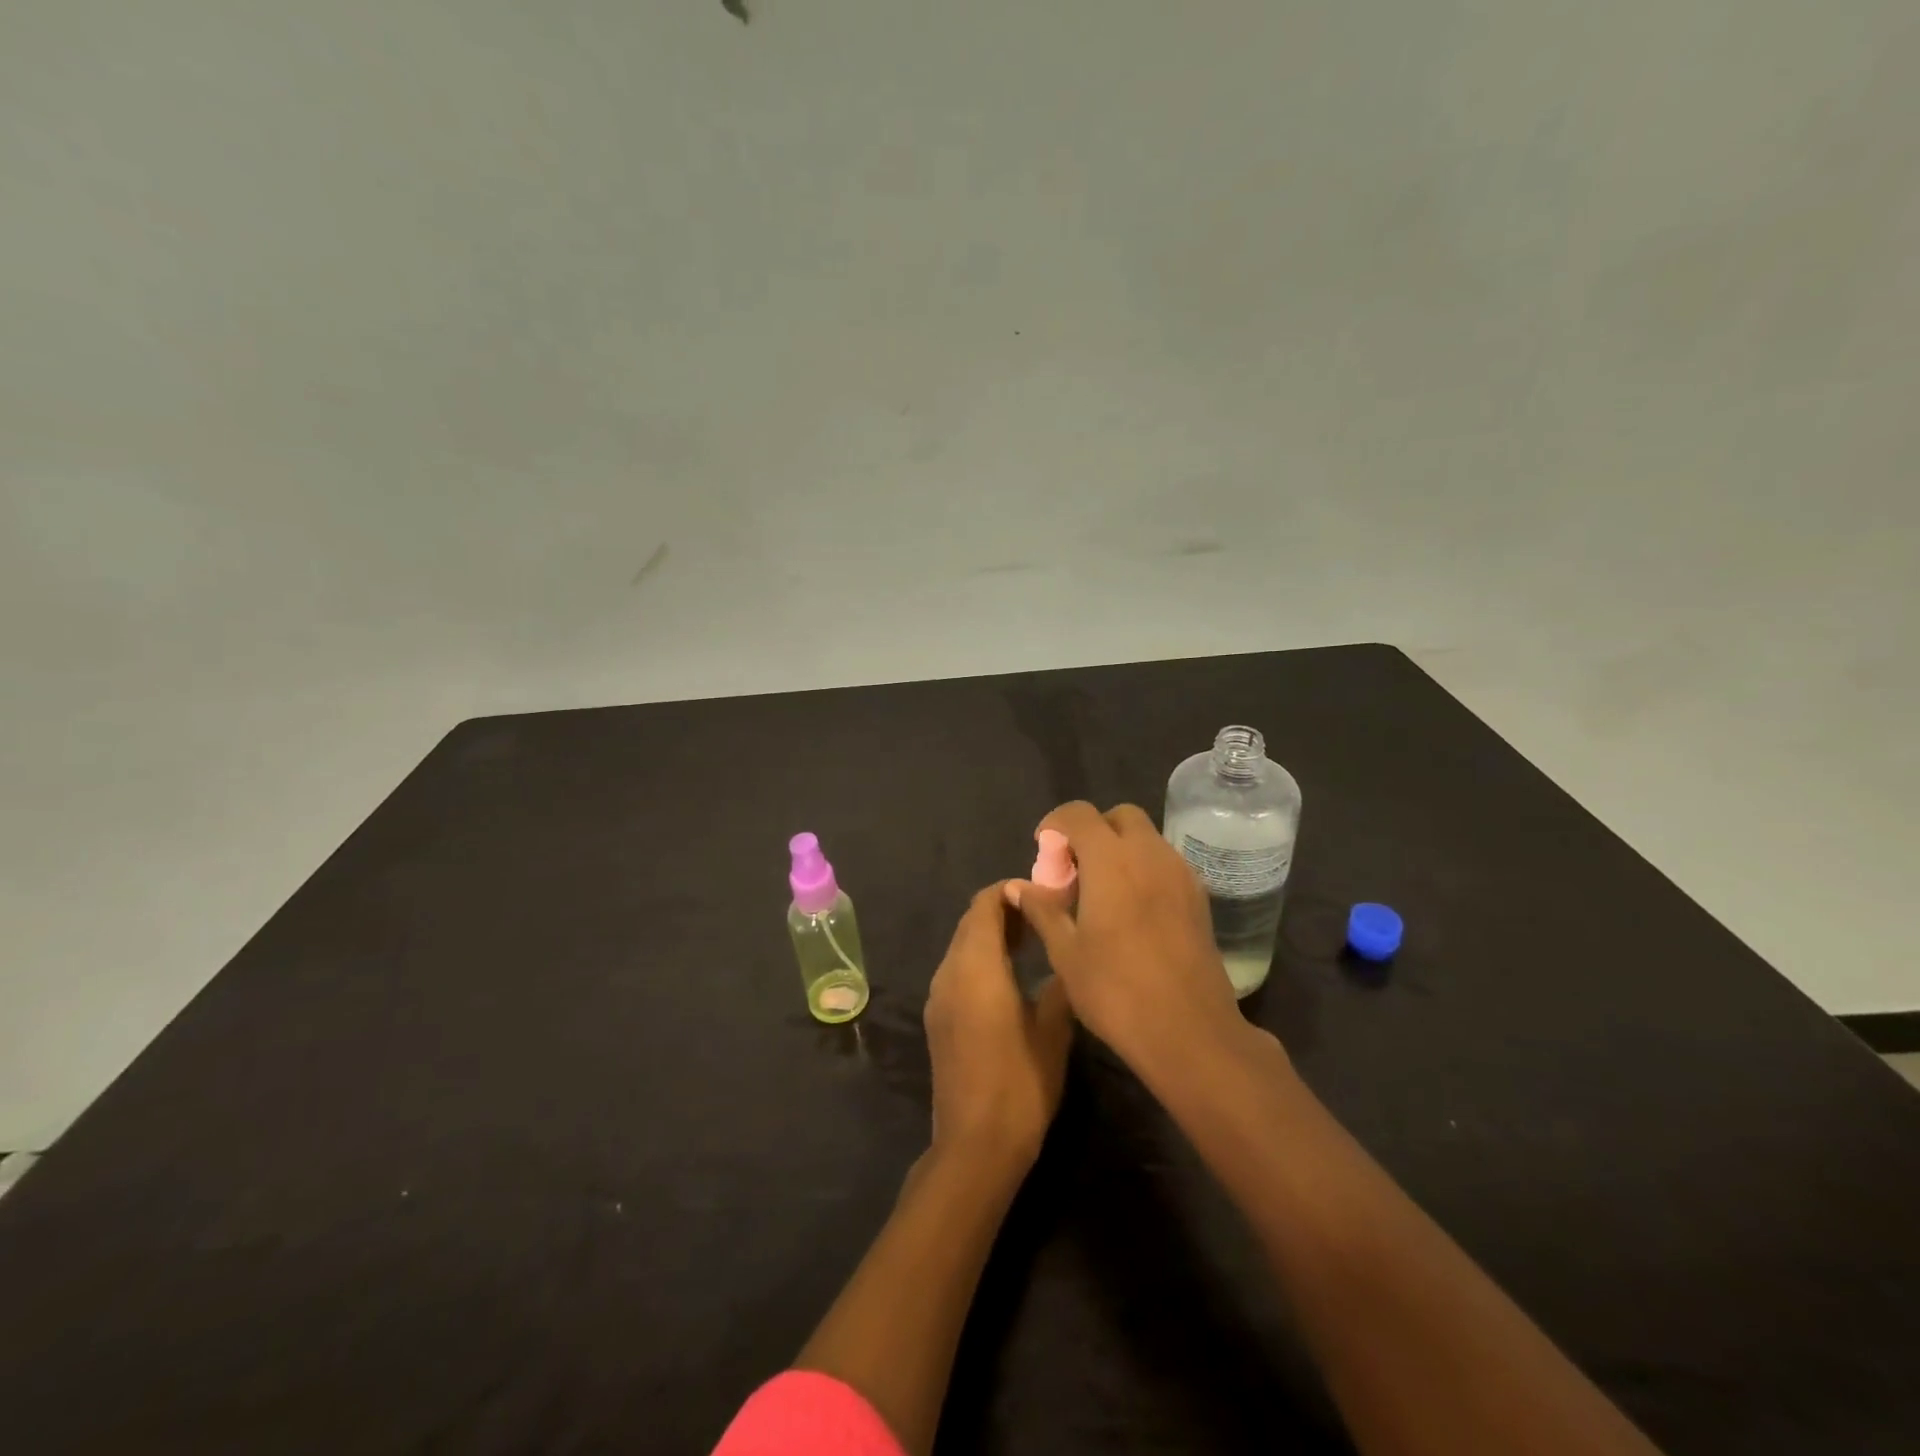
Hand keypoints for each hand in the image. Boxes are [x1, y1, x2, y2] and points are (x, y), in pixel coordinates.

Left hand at [924, 883, 1075, 1169]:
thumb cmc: (1020, 1083)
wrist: (974, 1146)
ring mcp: (938, 996)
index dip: (1010, 891)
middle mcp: (949, 972)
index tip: (1043, 893)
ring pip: (962, 946)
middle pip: (970, 922)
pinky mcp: (938, 1018)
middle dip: (1003, 910)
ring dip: (991, 935)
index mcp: (975, 966)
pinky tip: (1010, 976)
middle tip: (1044, 915)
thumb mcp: (1053, 1030)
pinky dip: (980, 959)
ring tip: (1033, 941)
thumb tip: (1069, 949)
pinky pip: (958, 970)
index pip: (984, 904)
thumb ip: (1060, 982)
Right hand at [1009, 802, 1251, 1078]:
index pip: (1079, 814)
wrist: (1189, 1031)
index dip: (1055, 824)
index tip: (1043, 851)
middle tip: (1073, 870)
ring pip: (1146, 838)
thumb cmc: (1116, 991)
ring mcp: (1180, 874)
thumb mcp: (1065, 952)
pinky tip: (1129, 911)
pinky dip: (1142, 869)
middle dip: (1091, 831)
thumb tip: (1017, 886)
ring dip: (1119, 850)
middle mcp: (1150, 854)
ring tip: (1099, 894)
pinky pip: (1164, 863)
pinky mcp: (1199, 897)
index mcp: (1111, 860)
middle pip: (1119, 817)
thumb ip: (1042, 909)